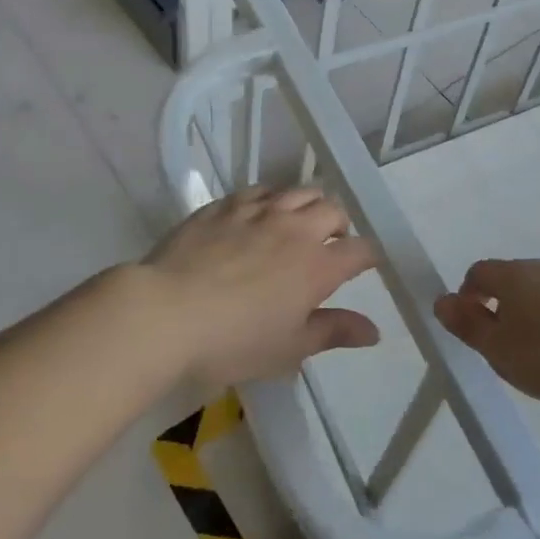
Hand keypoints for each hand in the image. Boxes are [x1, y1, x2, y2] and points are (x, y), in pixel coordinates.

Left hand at [145, 187, 379, 389]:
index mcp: (317, 265)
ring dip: (309, 204)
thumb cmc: (232, 341)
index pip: (359, 250)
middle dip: (340, 224)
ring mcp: (259, 210)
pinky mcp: (226, 204)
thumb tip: (374, 330)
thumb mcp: (289, 348)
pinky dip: (272, 198)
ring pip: (299, 191)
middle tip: (331, 243)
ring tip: (300, 222)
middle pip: (333, 210)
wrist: (166, 313)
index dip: (369, 256)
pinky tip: (262, 212)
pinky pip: (260, 190)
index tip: (366, 264)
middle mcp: (295, 228)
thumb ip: (333, 332)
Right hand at [434, 259, 539, 405]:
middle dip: (503, 306)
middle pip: (512, 278)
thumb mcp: (502, 353)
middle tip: (509, 346)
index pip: (478, 273)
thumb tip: (441, 301)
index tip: (475, 329)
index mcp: (513, 275)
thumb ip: (469, 327)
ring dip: (536, 310)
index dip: (468, 297)